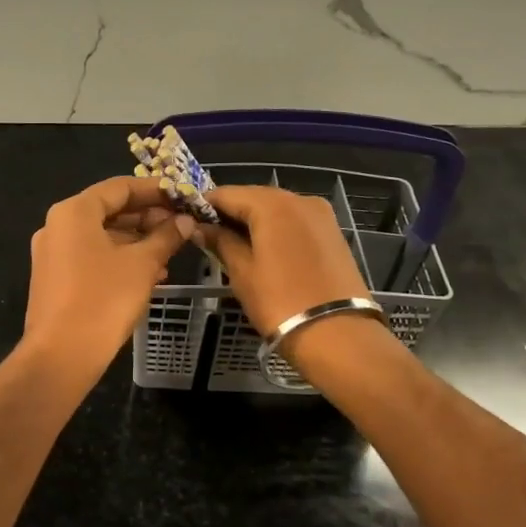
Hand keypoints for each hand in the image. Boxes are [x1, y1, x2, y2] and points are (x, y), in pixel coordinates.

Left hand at [23, 176, 194, 382]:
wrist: (62, 355)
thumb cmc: (104, 299)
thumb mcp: (142, 264)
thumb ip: (166, 236)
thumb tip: (185, 221)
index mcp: (74, 212)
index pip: (119, 187)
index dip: (154, 190)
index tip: (182, 196)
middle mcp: (57, 226)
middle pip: (109, 210)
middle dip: (147, 218)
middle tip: (181, 226)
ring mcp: (53, 254)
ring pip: (102, 236)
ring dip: (137, 241)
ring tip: (170, 252)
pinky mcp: (55, 279)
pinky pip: (92, 258)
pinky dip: (119, 260)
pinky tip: (150, 274)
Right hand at [196, 186, 371, 337]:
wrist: (337, 333)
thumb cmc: (280, 302)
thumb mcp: (242, 273)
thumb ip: (221, 242)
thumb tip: (201, 228)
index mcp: (273, 204)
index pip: (228, 193)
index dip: (205, 204)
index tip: (188, 220)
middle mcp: (299, 199)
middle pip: (255, 197)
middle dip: (231, 212)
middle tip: (209, 235)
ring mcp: (321, 215)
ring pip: (277, 209)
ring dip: (254, 221)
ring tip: (235, 245)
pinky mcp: (333, 233)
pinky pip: (295, 222)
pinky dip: (276, 229)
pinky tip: (264, 250)